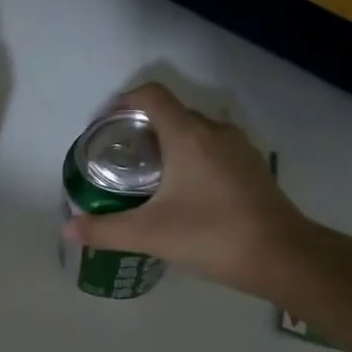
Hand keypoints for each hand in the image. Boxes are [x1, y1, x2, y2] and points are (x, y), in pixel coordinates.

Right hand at [61, 82, 311, 297]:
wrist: (283, 256)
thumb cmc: (211, 234)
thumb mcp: (149, 234)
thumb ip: (104, 230)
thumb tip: (68, 230)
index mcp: (188, 135)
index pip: (150, 95)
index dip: (122, 102)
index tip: (104, 128)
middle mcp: (214, 131)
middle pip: (170, 113)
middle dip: (141, 129)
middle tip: (119, 160)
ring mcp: (239, 147)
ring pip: (194, 132)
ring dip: (168, 144)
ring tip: (147, 177)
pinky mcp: (252, 167)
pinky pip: (213, 149)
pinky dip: (191, 158)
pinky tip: (183, 193)